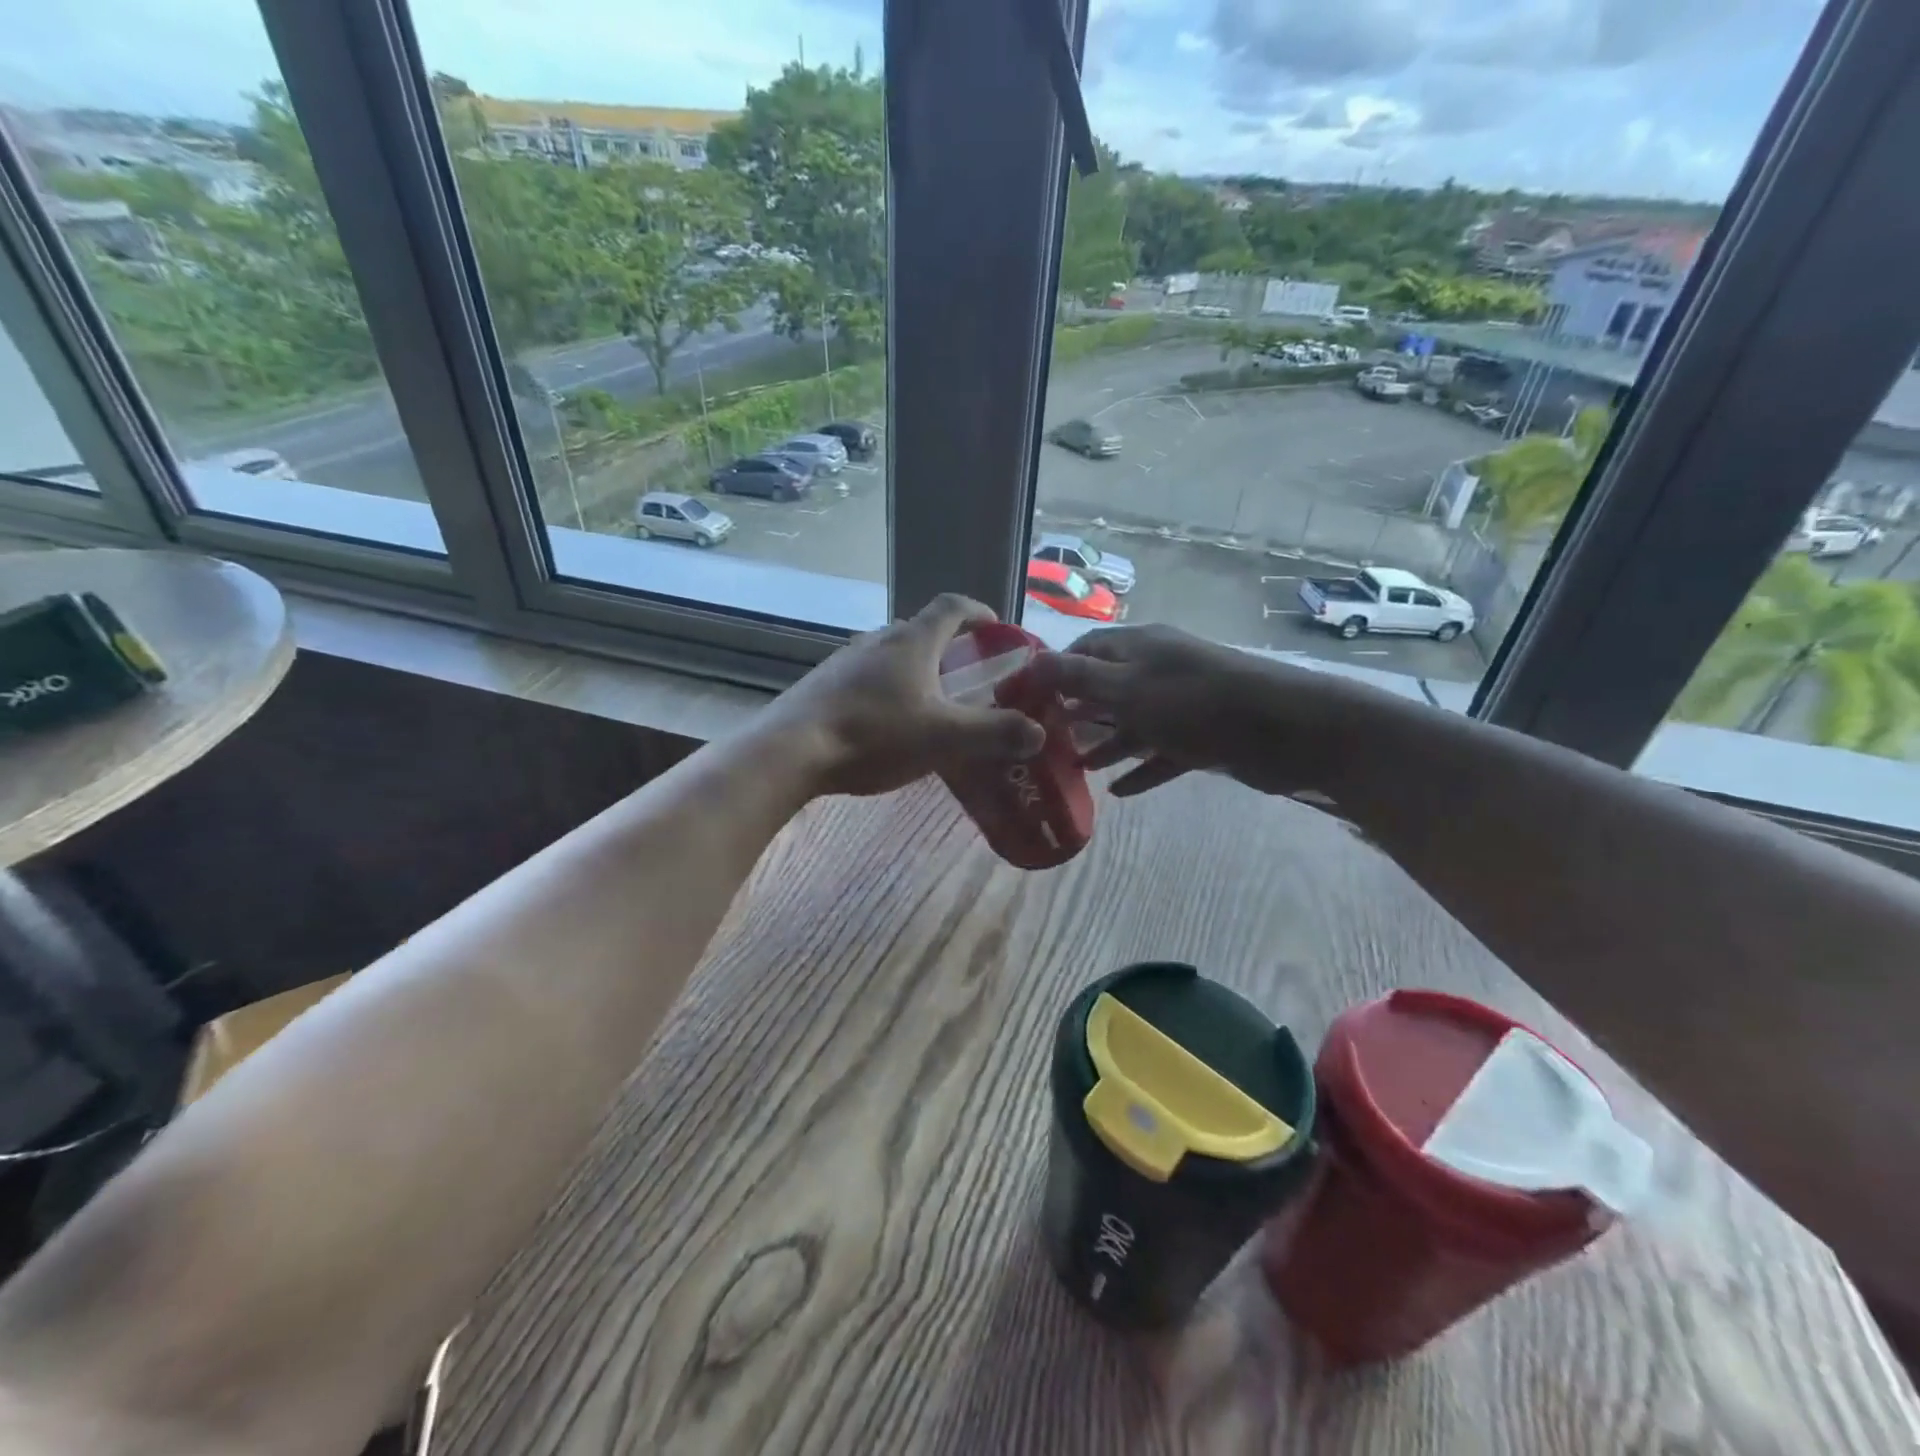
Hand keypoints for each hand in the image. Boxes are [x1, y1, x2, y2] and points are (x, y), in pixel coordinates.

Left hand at [762, 594, 1046, 797]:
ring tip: (931, 704)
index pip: (952, 607)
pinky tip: (888, 724)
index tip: (997, 629)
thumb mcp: (944, 738)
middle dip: (950, 648)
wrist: (792, 750)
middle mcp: (879, 640)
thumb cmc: (874, 735)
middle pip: (922, 631)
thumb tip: (1038, 732)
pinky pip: (868, 677)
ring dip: (917, 670)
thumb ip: (994, 733)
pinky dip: (889, 689)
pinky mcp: (825, 684)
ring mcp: (846, 660)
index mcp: (913, 641)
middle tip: (969, 677)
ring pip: (892, 655)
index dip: (979, 612)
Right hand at [1027, 624, 1342, 797]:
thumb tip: (1030, 663)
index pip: (1084, 651)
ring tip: (1076, 769)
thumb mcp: (1128, 687)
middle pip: (1106, 689)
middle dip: (1076, 714)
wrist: (1285, 729)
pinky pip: (1162, 754)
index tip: (1025, 702)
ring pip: (1132, 724)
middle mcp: (1156, 671)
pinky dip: (1141, 769)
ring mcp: (1181, 705)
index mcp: (1137, 648)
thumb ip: (1078, 678)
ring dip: (1105, 744)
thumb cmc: (1196, 702)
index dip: (1053, 673)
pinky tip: (1119, 793)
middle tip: (1043, 742)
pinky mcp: (1202, 737)